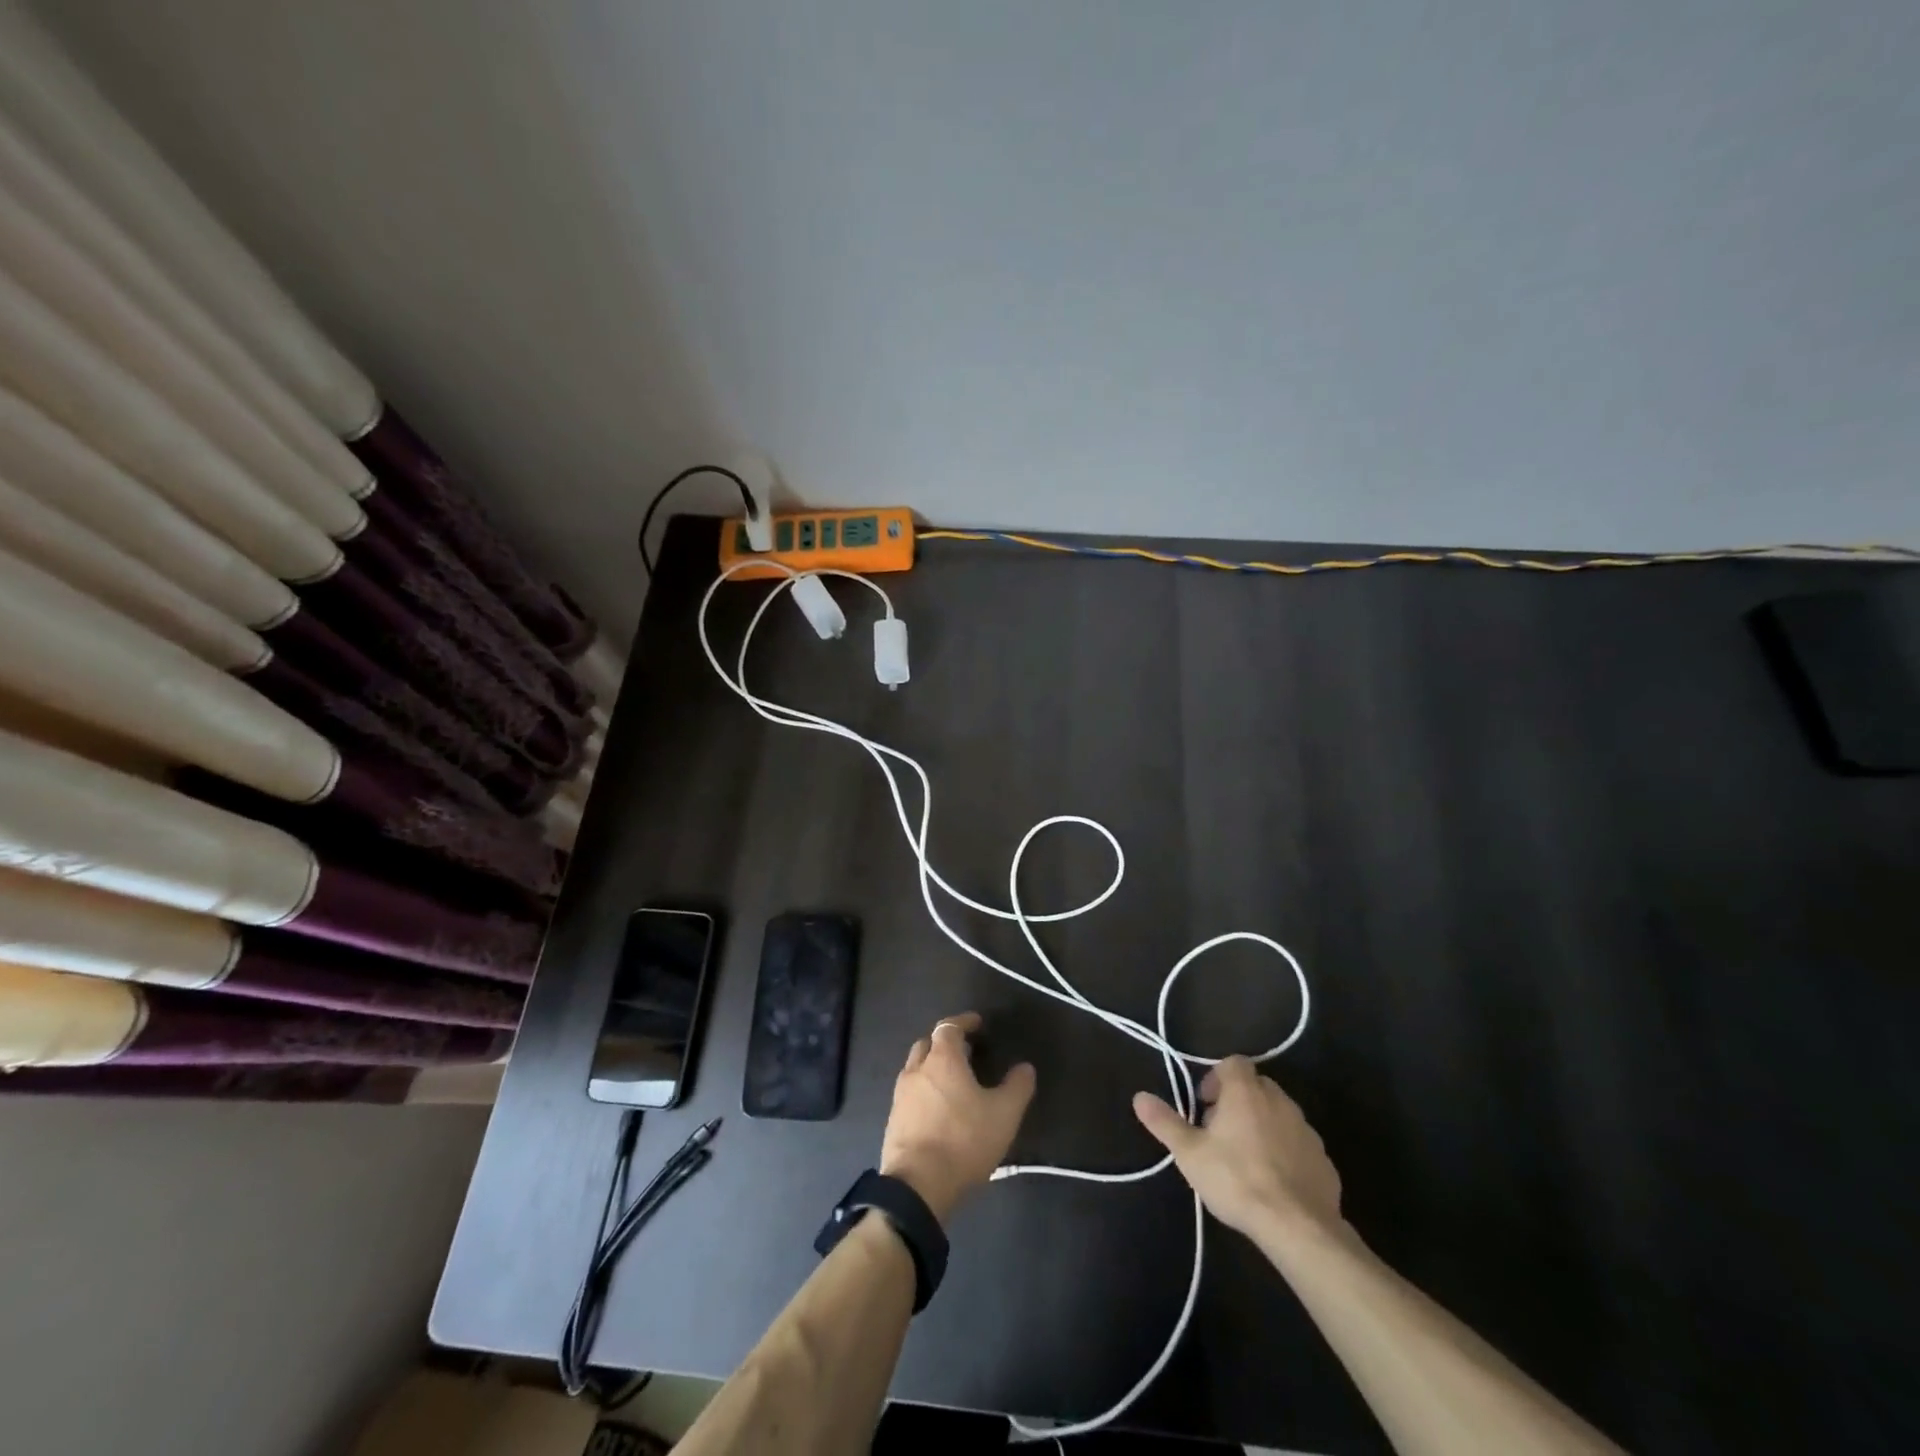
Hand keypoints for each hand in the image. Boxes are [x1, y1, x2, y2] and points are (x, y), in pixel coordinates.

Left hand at [880, 1012, 1035, 1224]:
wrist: (917, 1187)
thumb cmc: (963, 1141)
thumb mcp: (1003, 1115)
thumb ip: (1017, 1087)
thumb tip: (1025, 1067)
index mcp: (942, 1059)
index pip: (949, 1027)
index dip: (964, 1022)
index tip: (978, 1023)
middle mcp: (917, 1069)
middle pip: (928, 1043)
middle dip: (945, 1042)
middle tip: (966, 1051)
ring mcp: (901, 1095)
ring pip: (916, 1068)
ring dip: (932, 1066)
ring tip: (953, 1080)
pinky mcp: (893, 1120)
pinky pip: (910, 1093)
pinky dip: (924, 1090)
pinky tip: (937, 1108)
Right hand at [1132, 1056, 1341, 1241]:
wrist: (1298, 1227)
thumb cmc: (1236, 1179)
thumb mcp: (1189, 1153)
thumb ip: (1165, 1122)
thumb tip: (1139, 1097)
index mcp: (1246, 1092)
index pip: (1233, 1063)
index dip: (1216, 1078)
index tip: (1205, 1106)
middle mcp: (1279, 1101)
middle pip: (1256, 1086)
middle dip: (1238, 1101)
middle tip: (1220, 1132)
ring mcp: (1305, 1129)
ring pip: (1279, 1114)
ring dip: (1262, 1125)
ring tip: (1246, 1158)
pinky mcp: (1323, 1159)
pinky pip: (1298, 1143)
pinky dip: (1285, 1151)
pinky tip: (1274, 1180)